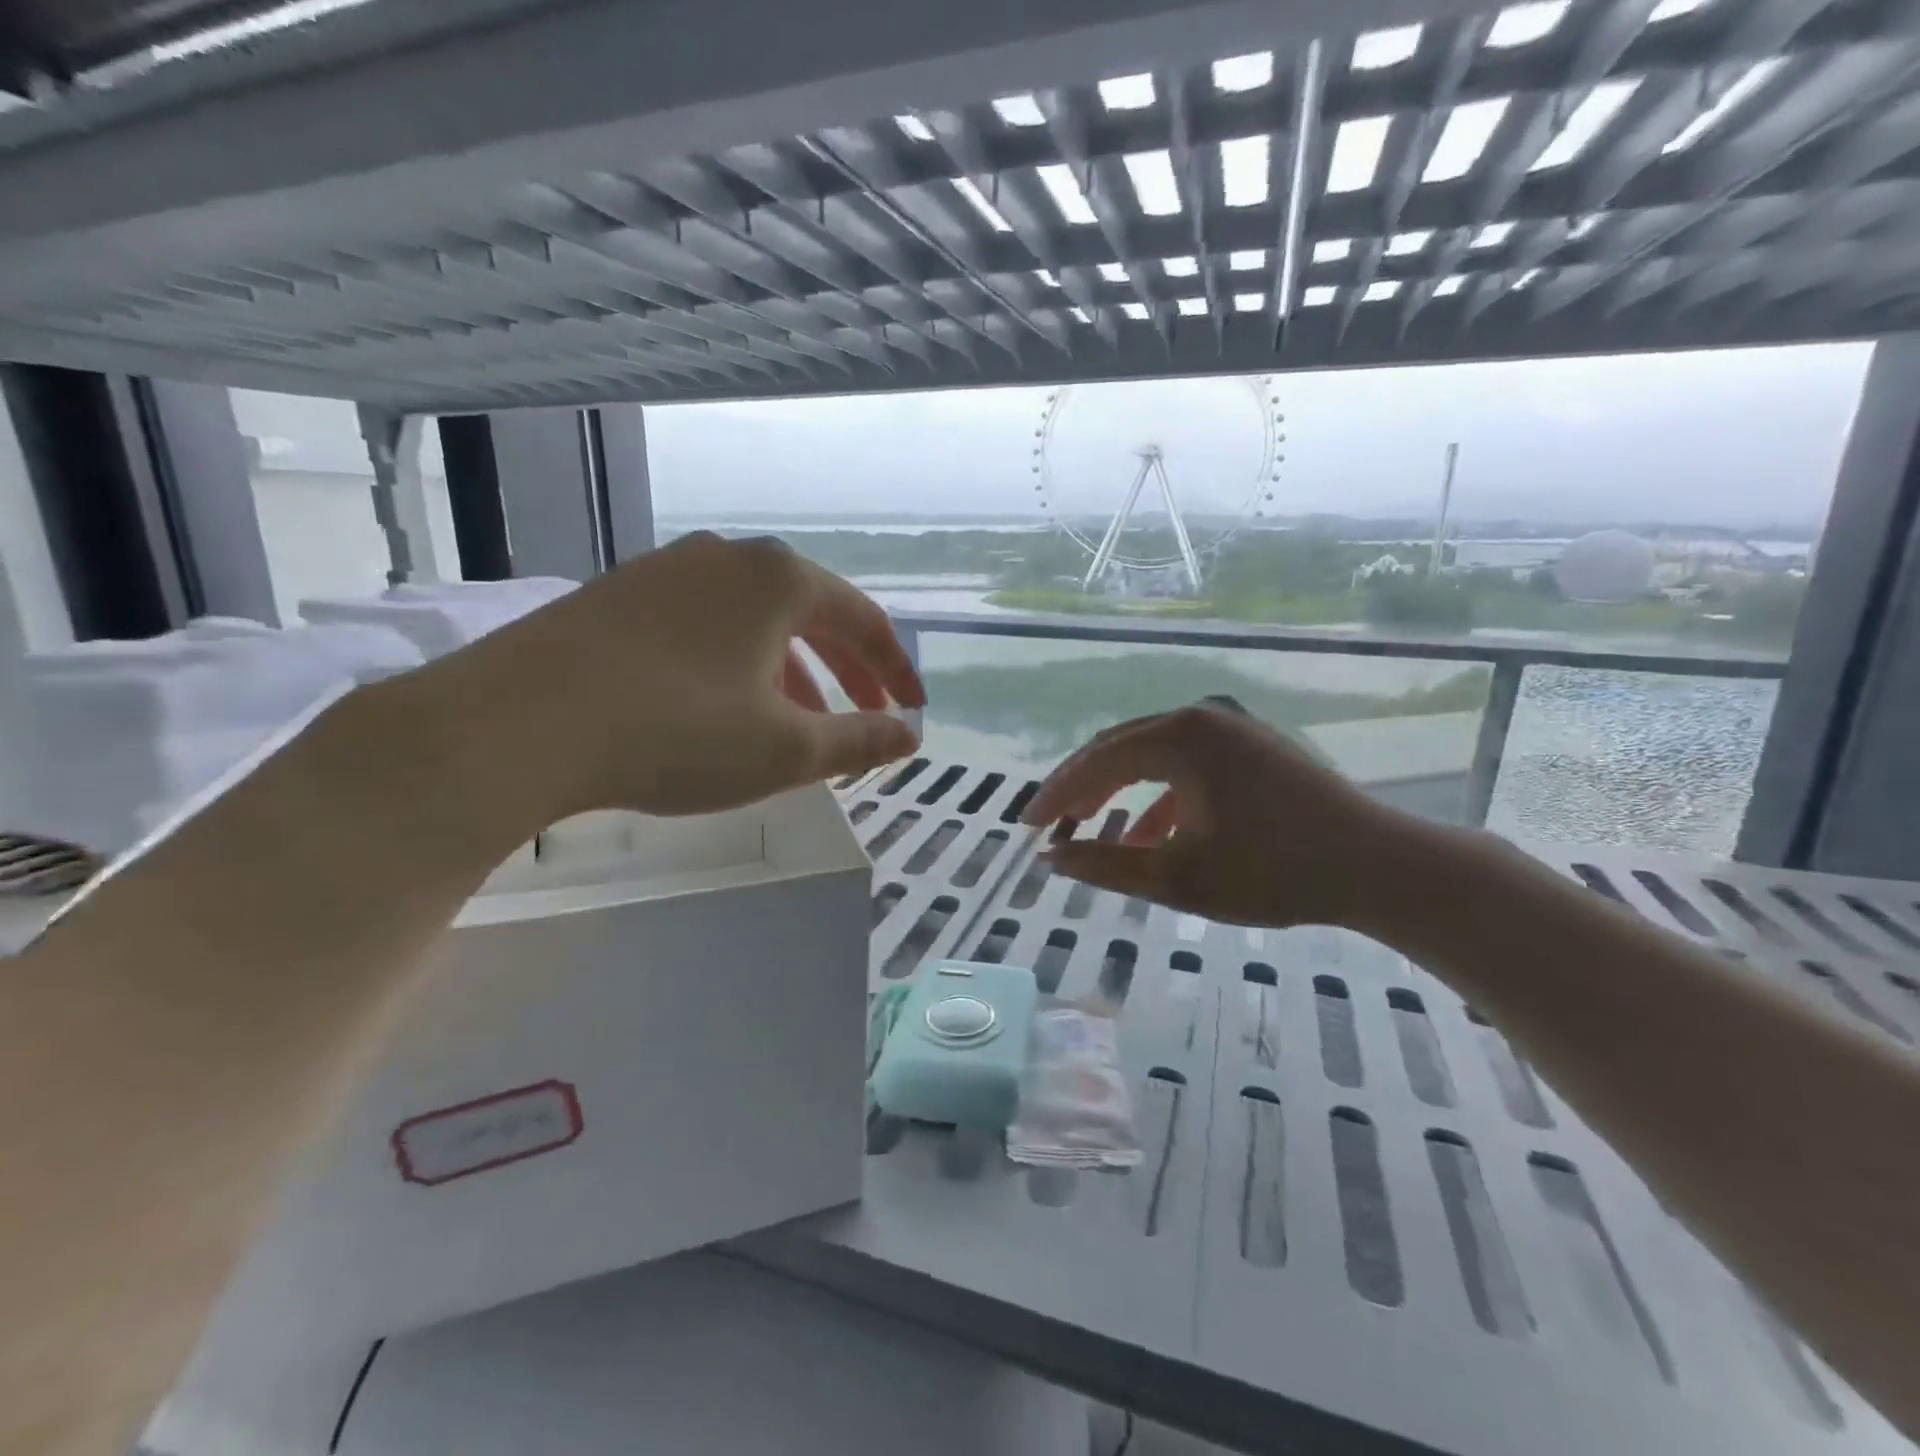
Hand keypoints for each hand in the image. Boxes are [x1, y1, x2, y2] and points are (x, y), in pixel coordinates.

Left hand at [422, 533, 924, 819]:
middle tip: (869, 714)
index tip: (912, 709)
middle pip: (812, 613)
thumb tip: (909, 735)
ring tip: (801, 721)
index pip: (863, 620)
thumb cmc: (677, 733)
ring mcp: (667, 569)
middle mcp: (728, 557)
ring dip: (793, 669)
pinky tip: (726, 703)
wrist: (517, 725)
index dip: (896, 669)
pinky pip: (707, 624)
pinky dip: (739, 662)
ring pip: (756, 619)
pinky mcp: (620, 594)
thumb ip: (859, 740)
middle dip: (848, 669)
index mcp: (779, 580)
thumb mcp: (786, 748)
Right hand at [1022, 703, 1404, 928]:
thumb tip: (1050, 859)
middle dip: (1083, 789)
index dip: (1057, 794)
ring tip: (1091, 828)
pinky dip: (1161, 796)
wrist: (1378, 866)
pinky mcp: (1252, 746)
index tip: (1026, 826)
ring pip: (1152, 756)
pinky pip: (1187, 764)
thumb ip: (1105, 865)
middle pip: (1121, 749)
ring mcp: (1231, 727)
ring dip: (1119, 792)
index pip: (1098, 760)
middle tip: (1050, 824)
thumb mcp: (1178, 876)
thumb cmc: (1273, 872)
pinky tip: (1150, 833)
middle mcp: (1202, 717)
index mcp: (1181, 736)